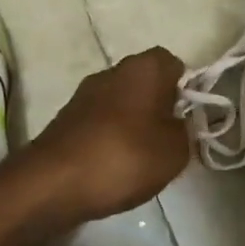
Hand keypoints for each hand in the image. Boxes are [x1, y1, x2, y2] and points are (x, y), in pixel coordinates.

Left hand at [28, 47, 190, 223]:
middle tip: (170, 141)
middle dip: (160, 107)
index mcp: (143, 67)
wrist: (54, 181)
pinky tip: (114, 166)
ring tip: (143, 160)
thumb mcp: (175, 151)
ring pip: (123, 101)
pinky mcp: (68, 117)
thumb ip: (186, 131)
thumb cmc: (124, 156)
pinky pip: (101, 120)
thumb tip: (178, 124)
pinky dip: (111, 137)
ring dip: (134, 123)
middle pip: (146, 82)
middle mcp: (113, 70)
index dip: (186, 89)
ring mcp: (85, 93)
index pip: (173, 64)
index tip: (189, 118)